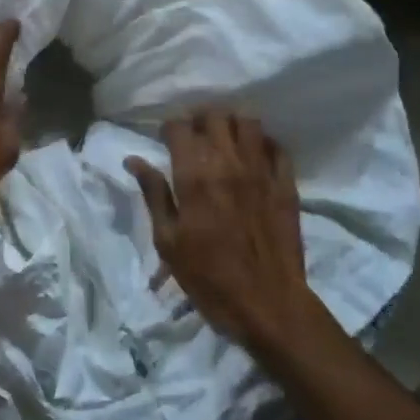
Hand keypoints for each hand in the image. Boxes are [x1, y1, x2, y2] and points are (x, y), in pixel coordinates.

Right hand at [126, 111, 324, 361]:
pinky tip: (253, 155)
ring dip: (231, 124)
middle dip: (200, 119)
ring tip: (223, 139)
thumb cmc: (208, 277)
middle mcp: (228, 163)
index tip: (165, 140)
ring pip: (248, 122)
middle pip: (215, 115)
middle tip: (193, 136)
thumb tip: (134, 160)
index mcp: (194, 176)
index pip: (179, 127)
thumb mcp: (168, 241)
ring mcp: (261, 171)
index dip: (169, 128)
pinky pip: (276, 147)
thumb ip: (154, 194)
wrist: (267, 304)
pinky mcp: (286, 185)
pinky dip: (262, 143)